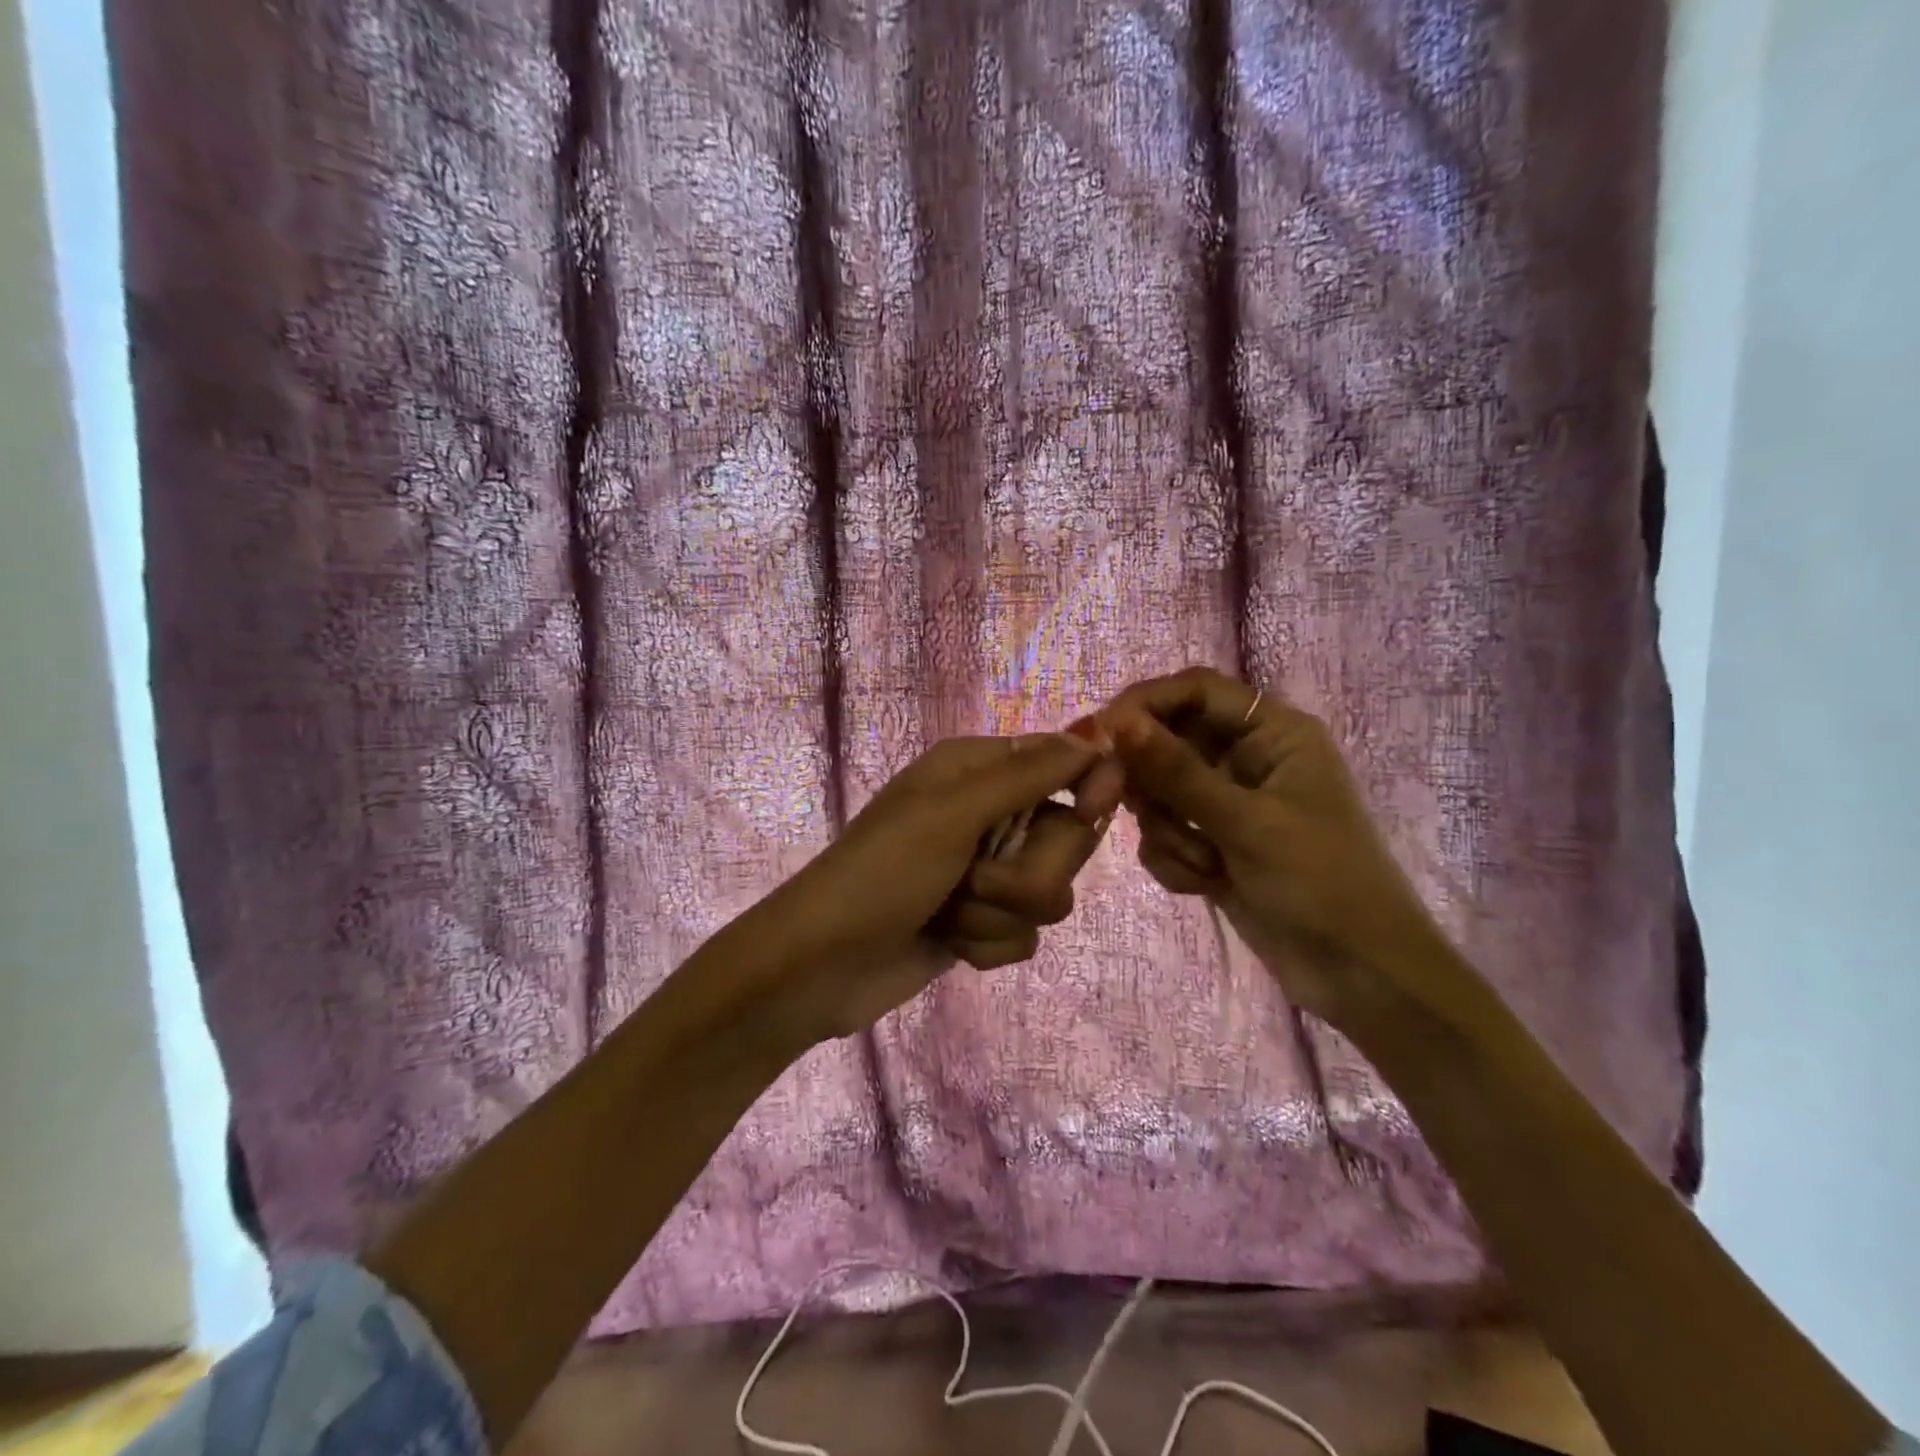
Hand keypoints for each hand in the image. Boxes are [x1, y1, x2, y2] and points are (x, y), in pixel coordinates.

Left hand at [754, 730, 1119, 1043]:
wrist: (821, 965)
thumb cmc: (883, 872)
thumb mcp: (953, 812)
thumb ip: (1028, 774)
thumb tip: (1096, 733)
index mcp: (976, 770)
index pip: (1060, 761)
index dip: (1085, 785)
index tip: (1089, 810)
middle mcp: (987, 815)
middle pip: (1065, 836)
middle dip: (1028, 870)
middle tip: (976, 876)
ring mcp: (985, 874)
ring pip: (1050, 892)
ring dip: (1000, 912)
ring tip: (951, 912)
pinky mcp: (982, 924)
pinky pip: (1025, 935)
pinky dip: (987, 943)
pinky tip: (949, 942)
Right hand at [1099, 667, 1441, 1026]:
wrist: (1360, 977)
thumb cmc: (1321, 883)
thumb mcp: (1247, 823)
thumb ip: (1177, 772)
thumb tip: (1116, 722)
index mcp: (1274, 733)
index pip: (1196, 690)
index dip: (1146, 703)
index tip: (1101, 733)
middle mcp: (1248, 758)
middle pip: (1169, 741)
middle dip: (1153, 782)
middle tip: (1136, 809)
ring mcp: (1228, 803)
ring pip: (1160, 792)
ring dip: (1169, 831)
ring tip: (1204, 864)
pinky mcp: (1213, 843)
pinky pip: (1165, 832)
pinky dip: (1174, 858)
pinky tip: (1204, 885)